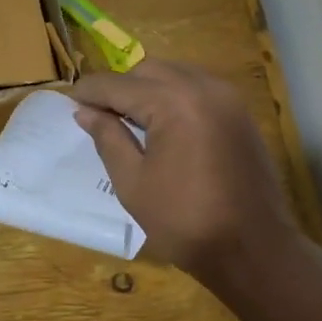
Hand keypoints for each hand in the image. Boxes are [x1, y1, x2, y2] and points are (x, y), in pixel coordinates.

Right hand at [72, 60, 298, 282]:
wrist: (253, 249)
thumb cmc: (185, 221)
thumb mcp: (133, 182)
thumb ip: (108, 138)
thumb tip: (85, 111)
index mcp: (174, 103)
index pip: (119, 85)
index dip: (89, 91)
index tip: (68, 100)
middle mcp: (204, 88)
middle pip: (149, 71)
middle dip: (121, 87)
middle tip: (98, 115)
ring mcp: (228, 99)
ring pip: (177, 75)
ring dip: (149, 89)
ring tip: (129, 119)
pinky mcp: (241, 114)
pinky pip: (200, 90)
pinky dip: (176, 96)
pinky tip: (164, 124)